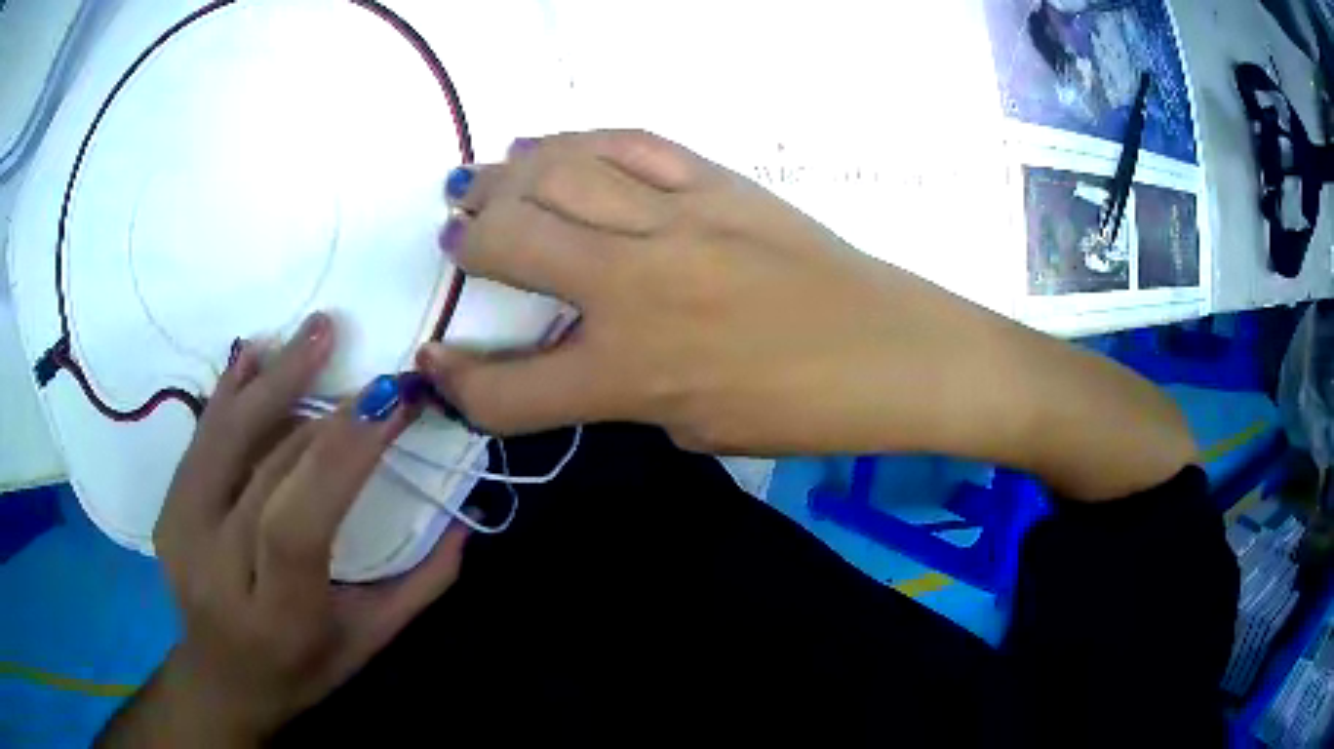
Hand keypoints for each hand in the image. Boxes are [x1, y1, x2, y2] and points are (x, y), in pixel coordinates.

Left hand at [99, 313, 470, 745]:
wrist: (222, 679)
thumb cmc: (303, 670)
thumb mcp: (369, 643)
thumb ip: (419, 586)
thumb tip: (464, 515)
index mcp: (275, 613)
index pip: (298, 523)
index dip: (341, 456)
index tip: (390, 403)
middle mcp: (217, 568)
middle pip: (266, 471)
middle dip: (326, 414)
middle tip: (374, 372)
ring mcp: (182, 533)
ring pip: (227, 439)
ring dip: (274, 379)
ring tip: (317, 330)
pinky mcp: (168, 510)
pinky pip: (201, 439)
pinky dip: (231, 391)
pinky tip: (257, 354)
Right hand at [418, 130, 1193, 498]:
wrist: (894, 352)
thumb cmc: (801, 411)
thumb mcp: (693, 429)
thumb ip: (618, 390)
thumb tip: (572, 347)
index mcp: (631, 375)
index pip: (506, 391)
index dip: (457, 384)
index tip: (438, 366)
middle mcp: (636, 287)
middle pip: (508, 243)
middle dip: (465, 242)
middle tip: (458, 237)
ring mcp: (676, 220)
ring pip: (556, 174)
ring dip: (503, 178)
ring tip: (482, 183)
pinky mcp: (715, 181)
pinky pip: (624, 142)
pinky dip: (574, 142)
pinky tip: (549, 148)